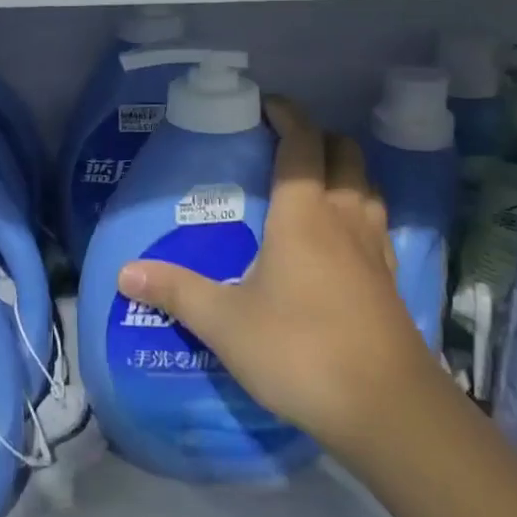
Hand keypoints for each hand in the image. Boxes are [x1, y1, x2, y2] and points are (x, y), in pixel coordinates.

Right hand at [116, 98, 436, 471]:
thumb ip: (176, 291)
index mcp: (304, 213)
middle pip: (344, 154)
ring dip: (343, 173)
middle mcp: (345, 218)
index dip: (287, 115)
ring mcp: (376, 249)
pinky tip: (341, 241)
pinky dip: (358, 212)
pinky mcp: (392, 281)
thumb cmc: (300, 350)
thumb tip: (124, 273)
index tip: (265, 106)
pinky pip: (377, 224)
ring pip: (366, 187)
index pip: (302, 142)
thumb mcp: (226, 323)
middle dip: (318, 139)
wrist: (388, 410)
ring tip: (313, 187)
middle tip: (285, 149)